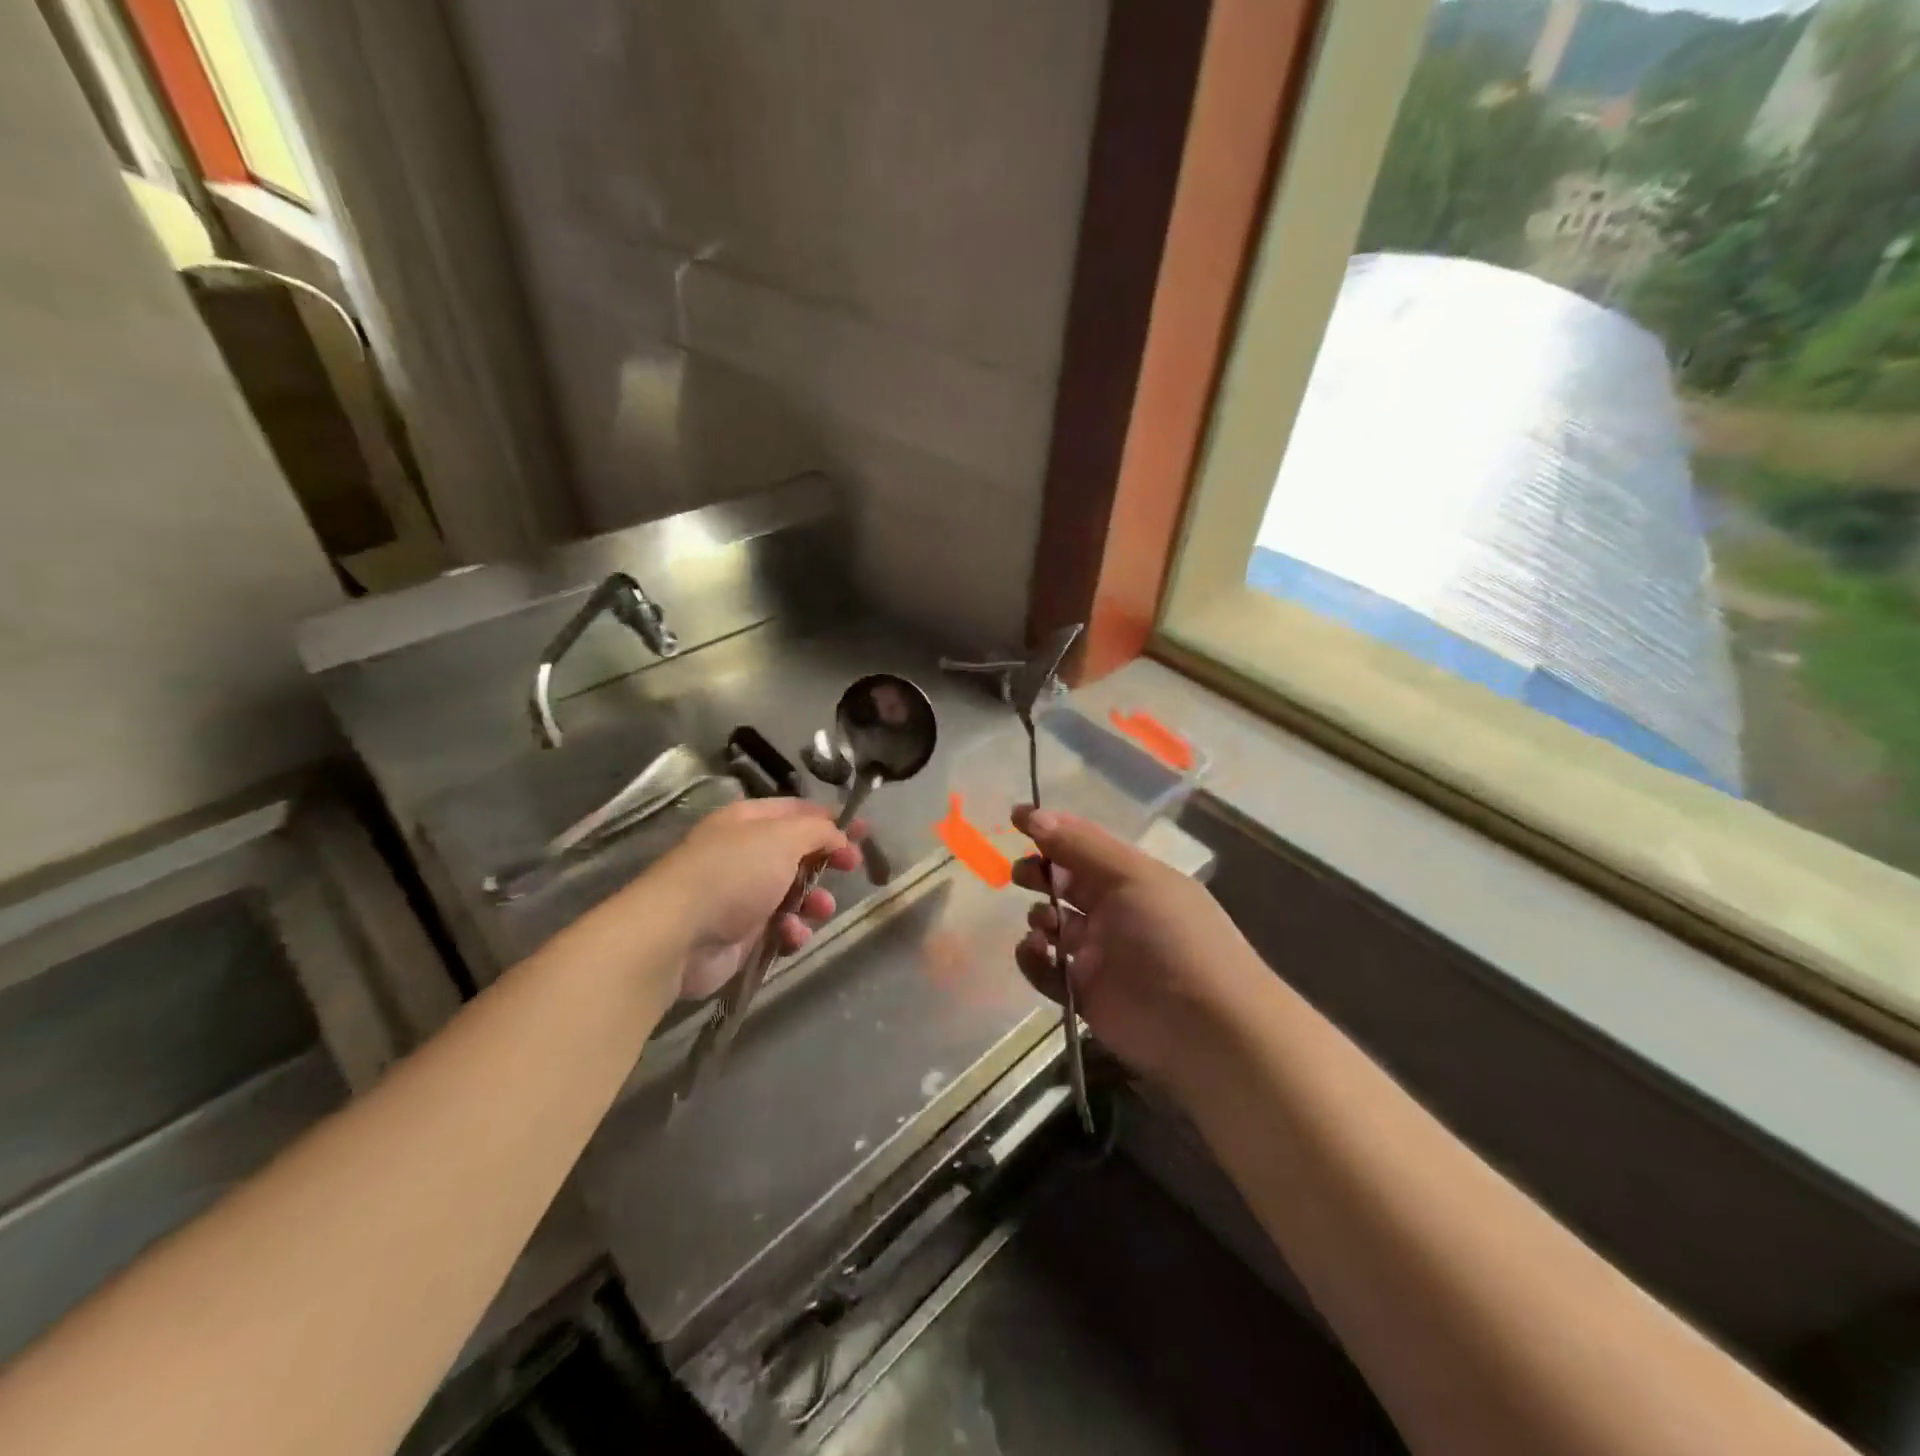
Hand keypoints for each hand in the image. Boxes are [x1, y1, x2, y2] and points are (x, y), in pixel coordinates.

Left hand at [653, 799, 862, 999]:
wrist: (678, 935)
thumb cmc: (734, 874)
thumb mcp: (783, 838)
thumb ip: (819, 831)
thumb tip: (840, 835)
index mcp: (748, 821)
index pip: (797, 811)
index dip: (831, 819)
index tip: (863, 831)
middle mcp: (745, 854)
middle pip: (798, 853)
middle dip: (827, 862)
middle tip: (852, 867)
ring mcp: (742, 895)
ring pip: (793, 894)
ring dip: (813, 901)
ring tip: (819, 909)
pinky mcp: (741, 934)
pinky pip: (779, 928)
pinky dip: (791, 931)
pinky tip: (790, 935)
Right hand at [1013, 806, 1263, 1087]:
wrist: (1208, 1028)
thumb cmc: (1173, 937)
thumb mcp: (1132, 877)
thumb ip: (1080, 846)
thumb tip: (1034, 815)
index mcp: (1133, 878)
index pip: (1085, 845)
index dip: (1051, 829)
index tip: (1014, 818)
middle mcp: (1116, 911)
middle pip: (1066, 884)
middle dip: (1041, 874)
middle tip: (1023, 874)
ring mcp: (1100, 955)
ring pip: (1054, 926)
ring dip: (1039, 917)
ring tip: (1042, 922)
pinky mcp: (1085, 995)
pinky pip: (1047, 970)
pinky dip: (1033, 959)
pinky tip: (1034, 951)